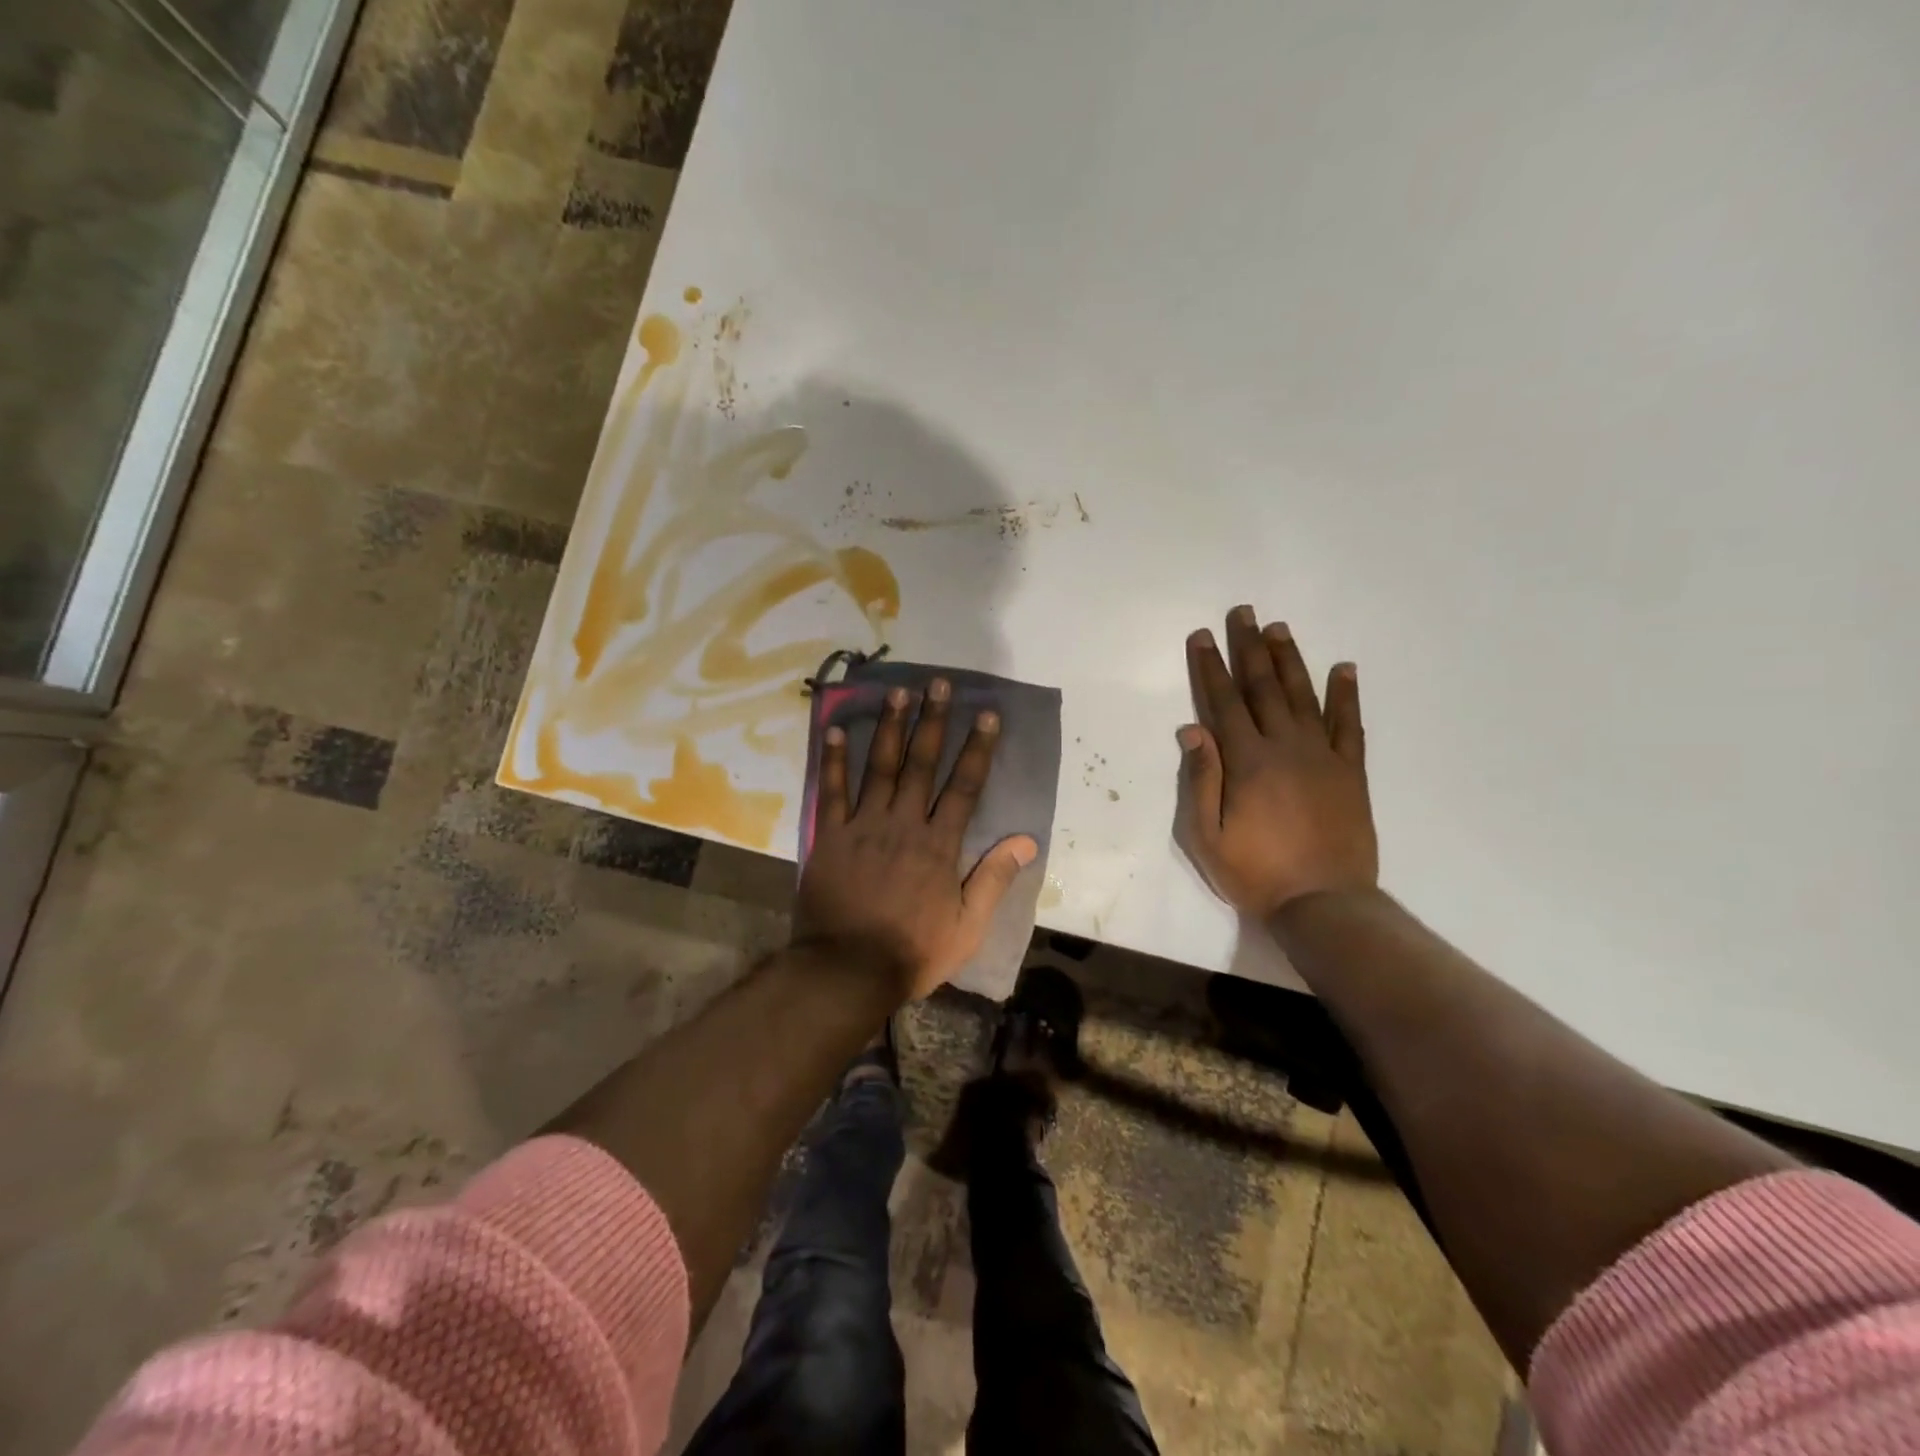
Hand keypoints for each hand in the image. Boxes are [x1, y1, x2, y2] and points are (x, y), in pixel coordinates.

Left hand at [796, 679, 1037, 1000]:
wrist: (847, 971)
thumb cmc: (912, 951)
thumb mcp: (967, 926)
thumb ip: (994, 879)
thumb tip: (1026, 840)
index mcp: (939, 844)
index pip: (964, 786)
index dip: (977, 748)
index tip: (986, 714)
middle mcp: (903, 823)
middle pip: (921, 763)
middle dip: (933, 721)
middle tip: (938, 684)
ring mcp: (863, 826)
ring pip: (880, 767)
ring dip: (889, 727)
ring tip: (897, 692)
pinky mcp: (829, 836)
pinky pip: (831, 791)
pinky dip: (834, 760)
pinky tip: (835, 730)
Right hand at [1178, 606, 1377, 915]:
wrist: (1324, 903)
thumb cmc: (1255, 873)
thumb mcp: (1207, 836)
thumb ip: (1200, 780)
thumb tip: (1191, 729)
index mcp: (1246, 762)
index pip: (1223, 702)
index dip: (1210, 667)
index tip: (1202, 635)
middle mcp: (1285, 747)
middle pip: (1263, 688)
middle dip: (1248, 648)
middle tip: (1242, 612)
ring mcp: (1323, 756)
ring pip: (1303, 696)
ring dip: (1289, 660)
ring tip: (1278, 628)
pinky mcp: (1351, 772)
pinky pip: (1350, 725)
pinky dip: (1347, 695)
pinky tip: (1344, 668)